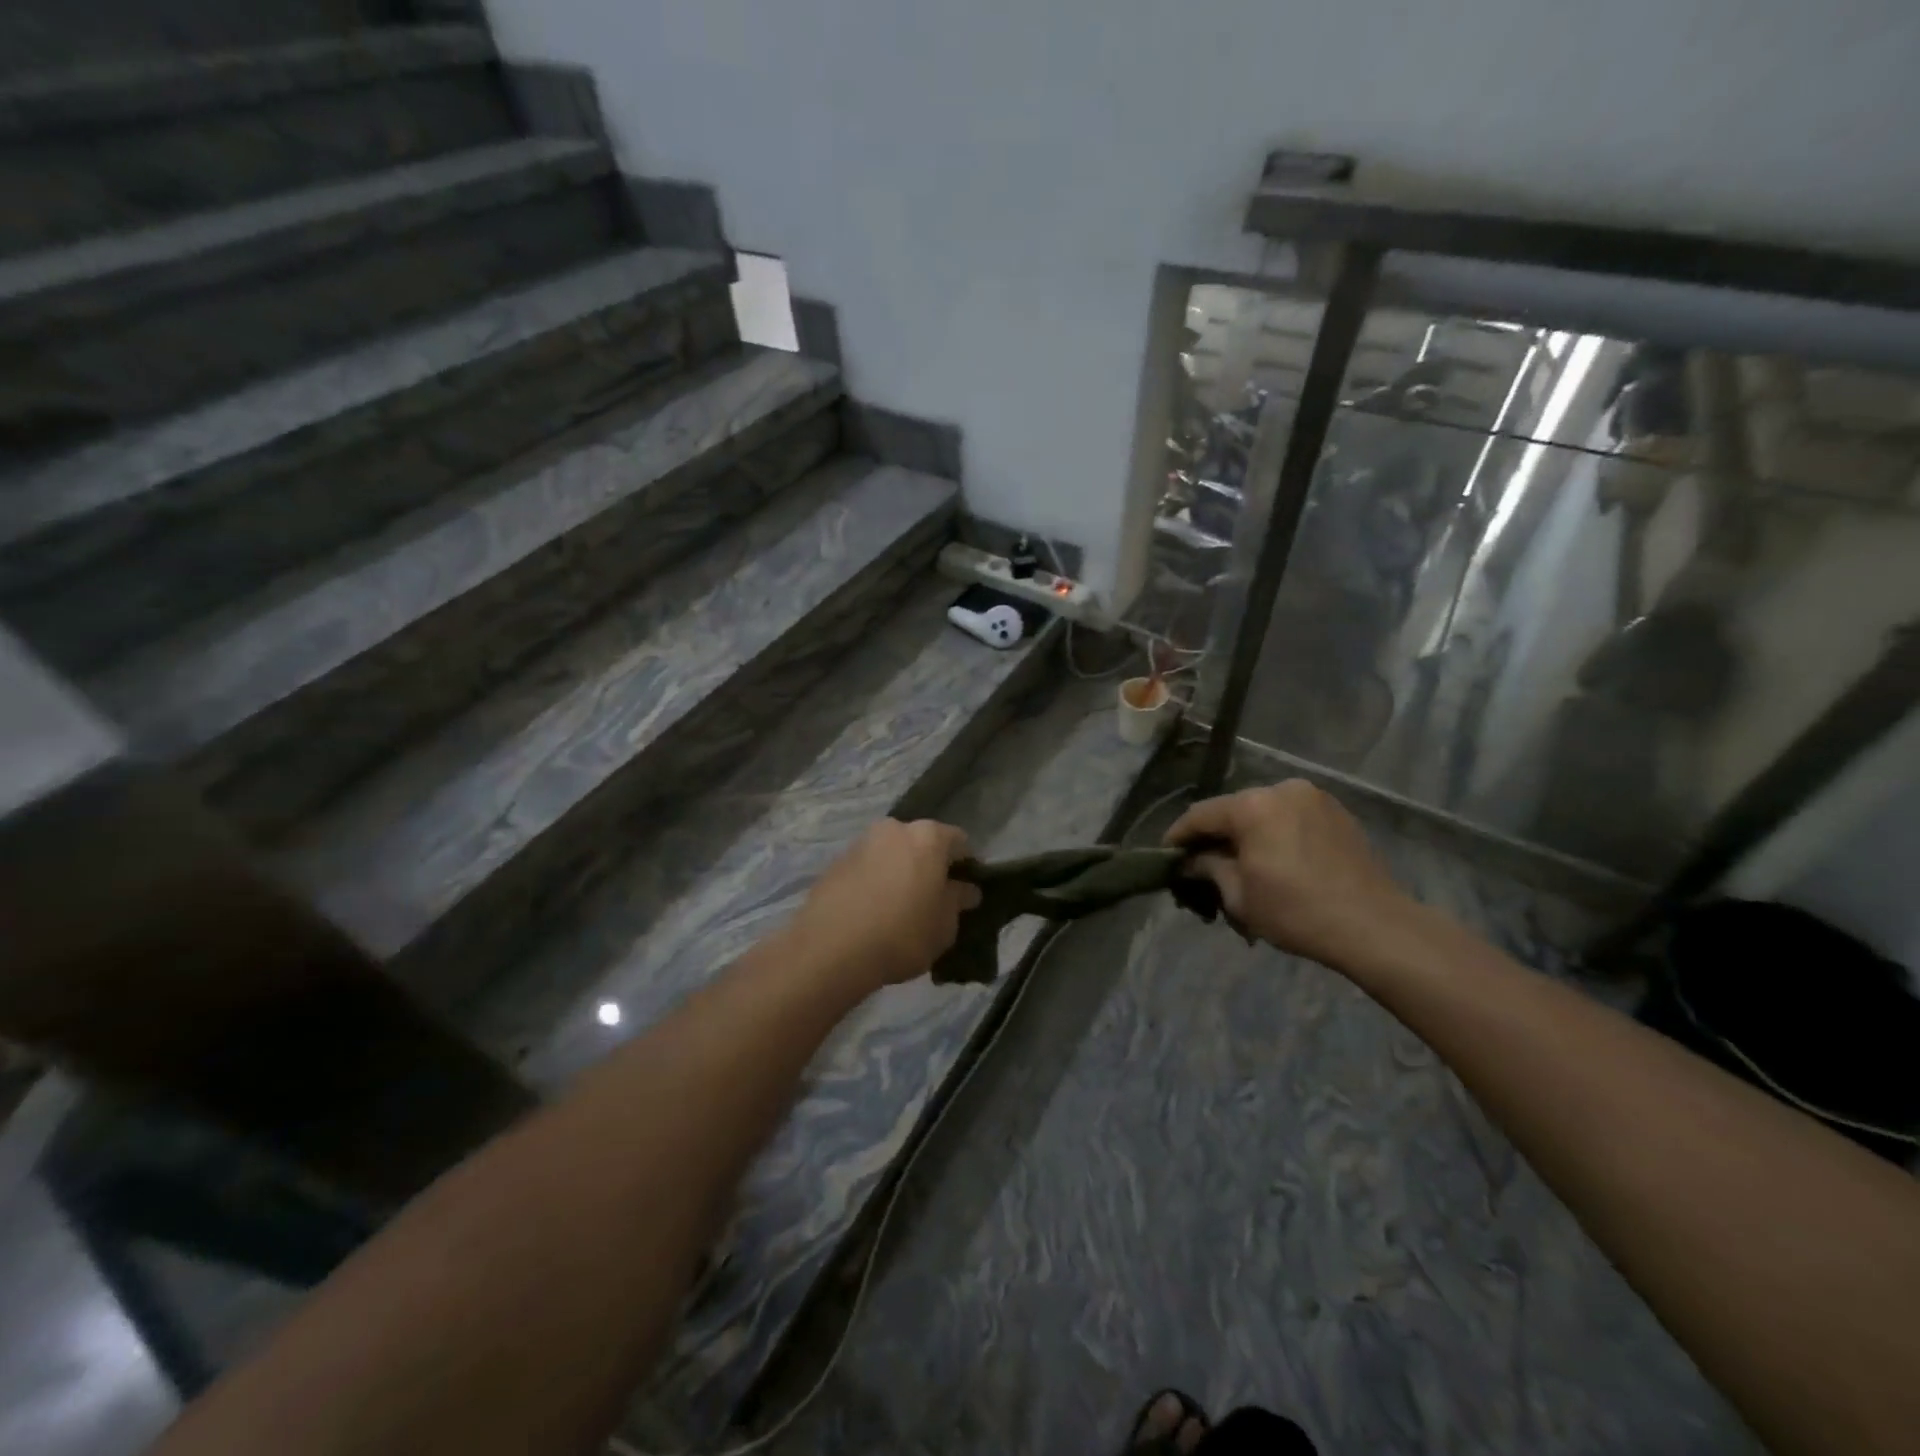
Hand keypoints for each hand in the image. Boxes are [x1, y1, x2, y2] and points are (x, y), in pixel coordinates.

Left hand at [783, 819, 980, 992]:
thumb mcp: (944, 926)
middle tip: (933, 900)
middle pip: (922, 843)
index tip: (965, 893)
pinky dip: (875, 882)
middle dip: (930, 866)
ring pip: (892, 854)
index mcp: (928, 836)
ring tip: (899, 909)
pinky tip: (873, 913)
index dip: (967, 867)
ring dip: (900, 872)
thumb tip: (966, 889)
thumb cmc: (902, 934)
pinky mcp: (835, 862)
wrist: (830, 949)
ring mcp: (861, 843)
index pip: (960, 842)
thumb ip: (958, 901)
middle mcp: (894, 828)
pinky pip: (867, 868)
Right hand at [1166, 780, 1419, 970]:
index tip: (1166, 856)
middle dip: (1216, 837)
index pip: (1200, 815)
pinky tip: (1277, 862)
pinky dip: (1277, 834)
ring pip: (1264, 813)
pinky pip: (1292, 818)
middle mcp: (1281, 789)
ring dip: (1248, 836)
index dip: (1178, 836)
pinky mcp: (1337, 812)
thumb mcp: (1239, 895)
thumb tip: (1191, 861)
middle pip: (1233, 811)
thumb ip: (1208, 868)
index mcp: (1252, 805)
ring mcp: (1313, 797)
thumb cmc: (1297, 911)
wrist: (1374, 926)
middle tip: (1204, 867)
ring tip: (1243, 867)